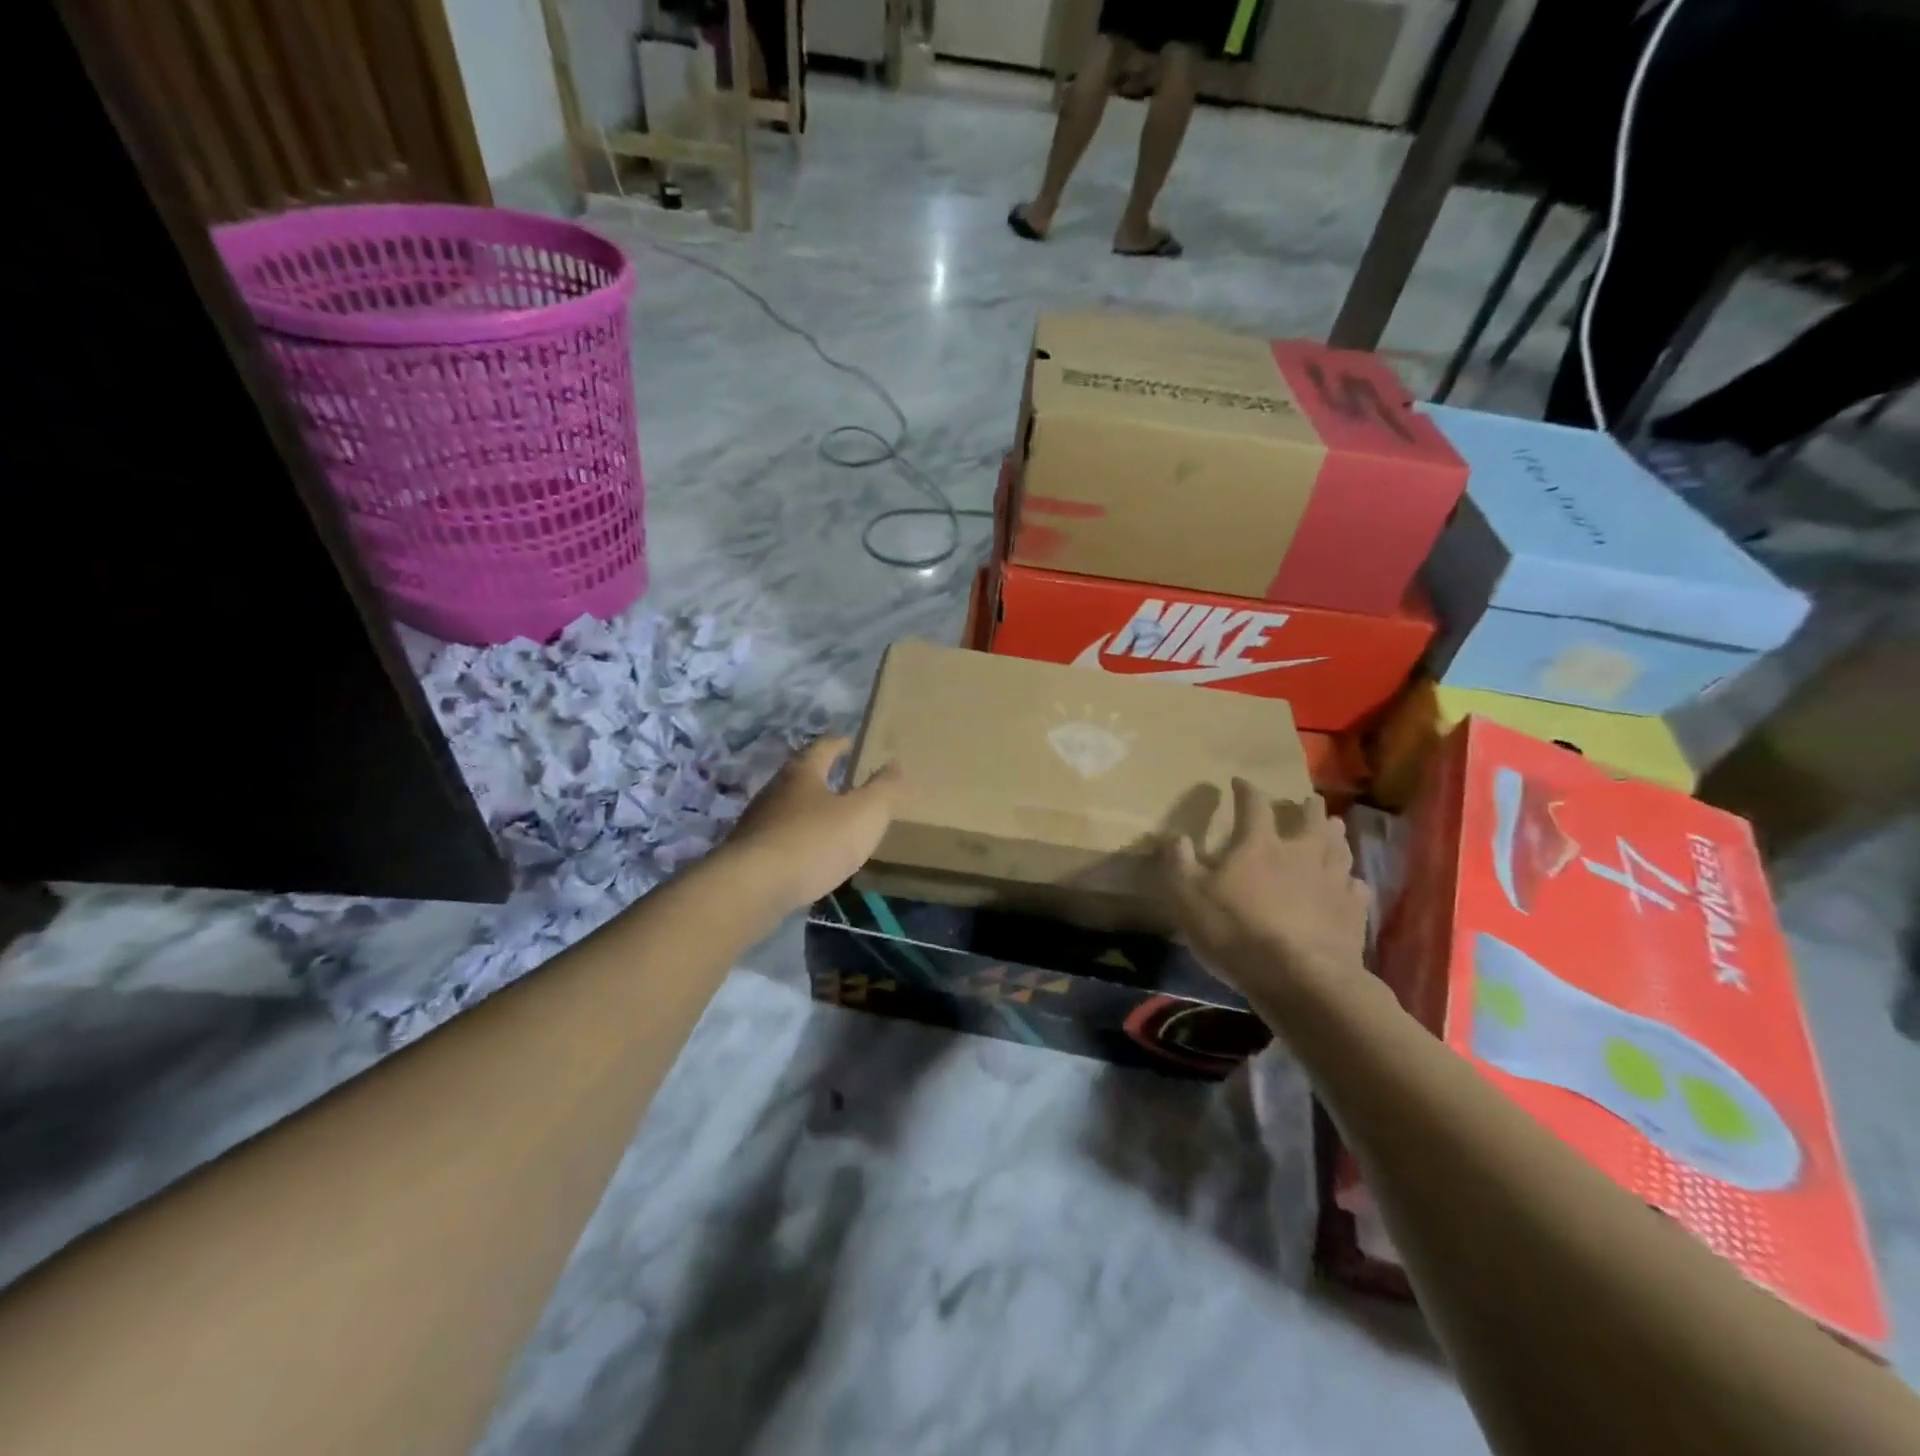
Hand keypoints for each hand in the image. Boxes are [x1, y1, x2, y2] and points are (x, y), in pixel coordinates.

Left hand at [720, 737, 901, 913]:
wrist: (753, 887)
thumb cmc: (815, 841)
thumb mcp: (864, 813)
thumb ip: (883, 789)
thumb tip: (895, 763)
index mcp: (802, 773)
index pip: (822, 748)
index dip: (839, 744)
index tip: (850, 743)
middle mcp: (774, 791)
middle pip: (800, 776)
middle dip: (821, 777)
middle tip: (843, 782)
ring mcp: (757, 823)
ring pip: (787, 809)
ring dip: (807, 812)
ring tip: (830, 823)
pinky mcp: (748, 855)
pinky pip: (778, 840)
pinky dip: (796, 842)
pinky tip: (808, 857)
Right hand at [1161, 779, 1370, 1002]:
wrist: (1301, 979)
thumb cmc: (1237, 931)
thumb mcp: (1188, 897)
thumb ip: (1179, 864)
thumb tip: (1175, 837)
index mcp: (1259, 844)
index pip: (1254, 805)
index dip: (1246, 790)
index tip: (1239, 782)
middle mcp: (1301, 853)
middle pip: (1309, 820)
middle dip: (1306, 807)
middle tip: (1307, 799)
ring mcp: (1332, 882)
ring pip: (1339, 849)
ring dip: (1335, 836)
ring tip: (1334, 828)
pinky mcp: (1352, 913)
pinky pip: (1356, 889)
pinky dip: (1352, 881)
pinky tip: (1352, 883)